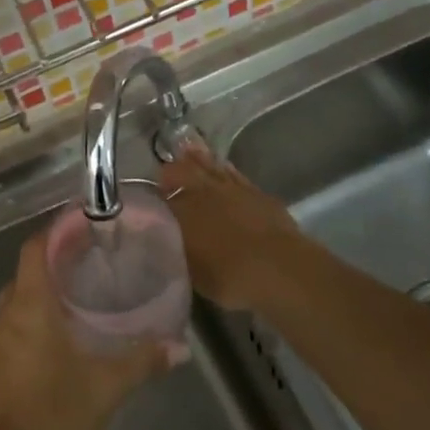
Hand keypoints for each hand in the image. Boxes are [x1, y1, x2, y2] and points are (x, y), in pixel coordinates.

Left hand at [0, 229, 169, 429]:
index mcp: (30, 307)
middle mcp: (7, 315)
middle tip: (93, 256)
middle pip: (27, 270)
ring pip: (19, 297)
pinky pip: (16, 321)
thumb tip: (181, 346)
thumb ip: (143, 360)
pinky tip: (65, 329)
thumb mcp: (108, 386)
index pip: (35, 249)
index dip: (57, 231)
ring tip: (83, 288)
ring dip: (45, 287)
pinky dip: (37, 312)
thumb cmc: (57, 416)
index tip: (86, 224)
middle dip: (56, 258)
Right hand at [160, 145, 313, 313]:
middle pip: (185, 172)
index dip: (156, 196)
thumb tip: (166, 243)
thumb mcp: (190, 271)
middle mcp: (204, 193)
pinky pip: (235, 174)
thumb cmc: (228, 276)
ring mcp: (233, 189)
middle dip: (173, 171)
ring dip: (199, 160)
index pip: (163, 197)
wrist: (277, 267)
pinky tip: (224, 168)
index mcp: (182, 211)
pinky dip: (226, 170)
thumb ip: (176, 252)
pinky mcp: (258, 193)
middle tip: (166, 173)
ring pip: (211, 167)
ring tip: (189, 154)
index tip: (151, 198)